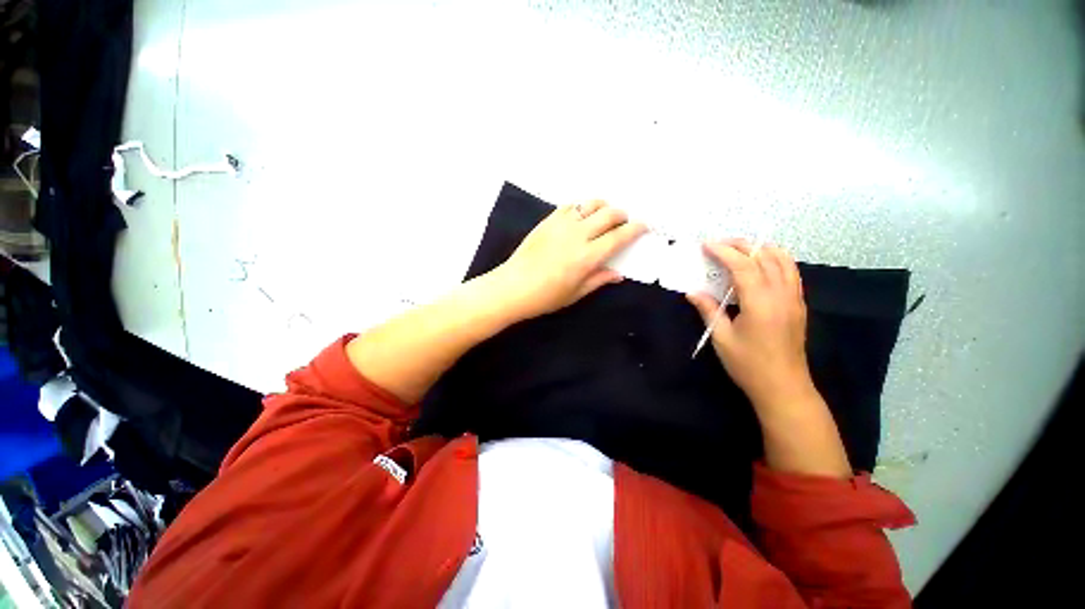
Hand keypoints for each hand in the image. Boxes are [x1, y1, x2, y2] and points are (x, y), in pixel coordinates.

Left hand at [495, 201, 646, 319]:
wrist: (513, 286)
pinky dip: (581, 207)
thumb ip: (599, 279)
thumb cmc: (546, 296)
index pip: (619, 236)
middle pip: (609, 214)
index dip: (635, 229)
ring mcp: (562, 224)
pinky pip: (570, 205)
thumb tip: (619, 274)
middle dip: (622, 215)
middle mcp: (578, 235)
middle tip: (623, 223)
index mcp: (588, 256)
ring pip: (590, 204)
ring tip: (603, 216)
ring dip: (603, 207)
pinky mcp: (548, 220)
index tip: (644, 226)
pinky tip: (581, 216)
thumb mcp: (576, 293)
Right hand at [686, 240, 816, 410]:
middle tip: (719, 245)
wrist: (783, 387)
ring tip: (740, 249)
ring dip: (761, 249)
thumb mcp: (722, 338)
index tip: (706, 245)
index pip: (743, 266)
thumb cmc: (748, 364)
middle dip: (741, 245)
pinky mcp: (799, 304)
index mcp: (760, 302)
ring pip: (784, 260)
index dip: (724, 252)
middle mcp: (781, 294)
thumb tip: (692, 292)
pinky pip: (791, 272)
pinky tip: (762, 264)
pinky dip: (776, 260)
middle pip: (764, 257)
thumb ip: (708, 310)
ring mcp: (794, 298)